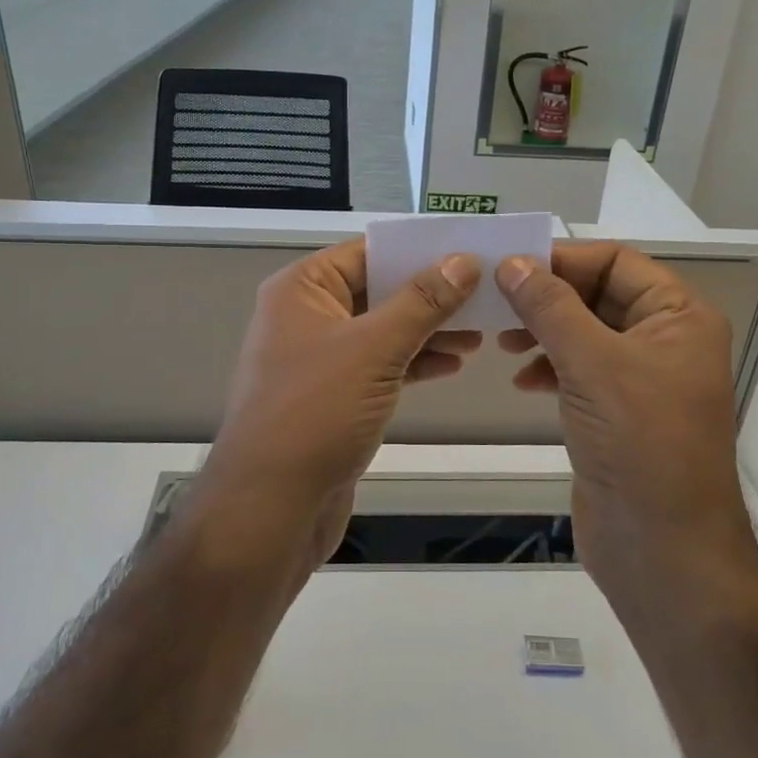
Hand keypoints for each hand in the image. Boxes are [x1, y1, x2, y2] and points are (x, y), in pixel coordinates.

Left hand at [198, 239, 482, 568]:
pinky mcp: (334, 396)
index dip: (418, 251)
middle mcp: (307, 316)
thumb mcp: (373, 348)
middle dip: (431, 294)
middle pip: (377, 290)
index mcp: (302, 289)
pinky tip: (453, 364)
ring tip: (481, 332)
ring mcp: (319, 359)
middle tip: (486, 295)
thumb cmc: (316, 412)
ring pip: (383, 330)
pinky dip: (413, 362)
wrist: (271, 507)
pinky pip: (379, 365)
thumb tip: (463, 261)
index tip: (471, 251)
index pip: (367, 253)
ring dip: (428, 330)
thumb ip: (421, 302)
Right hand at [496, 242, 757, 603]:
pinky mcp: (619, 413)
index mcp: (679, 316)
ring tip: (502, 342)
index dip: (563, 259)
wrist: (663, 549)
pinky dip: (550, 366)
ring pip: (585, 333)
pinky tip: (522, 380)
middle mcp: (665, 340)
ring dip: (544, 330)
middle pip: (599, 295)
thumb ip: (550, 307)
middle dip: (548, 296)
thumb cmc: (639, 443)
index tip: (508, 265)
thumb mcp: (592, 363)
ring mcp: (642, 380)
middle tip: (495, 302)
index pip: (617, 262)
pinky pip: (581, 370)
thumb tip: (513, 263)